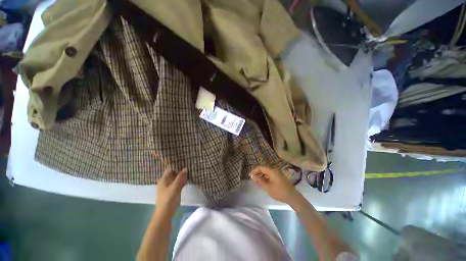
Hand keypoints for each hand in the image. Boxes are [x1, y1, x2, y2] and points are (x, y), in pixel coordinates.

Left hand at [155, 167, 186, 217]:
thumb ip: (180, 177)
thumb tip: (185, 168)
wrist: (165, 214)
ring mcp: (169, 187)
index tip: (183, 160)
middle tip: (189, 164)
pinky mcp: (172, 192)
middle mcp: (165, 182)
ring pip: (176, 178)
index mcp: (164, 179)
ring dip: (181, 175)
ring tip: (189, 170)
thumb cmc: (168, 199)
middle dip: (180, 169)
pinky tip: (187, 180)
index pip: (170, 168)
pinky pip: (177, 184)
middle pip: (173, 173)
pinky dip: (181, 181)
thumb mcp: (175, 187)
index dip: (176, 164)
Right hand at [250, 166, 299, 204]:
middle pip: (264, 169)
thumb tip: (253, 176)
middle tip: (253, 180)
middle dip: (258, 174)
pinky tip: (264, 183)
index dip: (255, 171)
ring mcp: (277, 173)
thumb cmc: (279, 192)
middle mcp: (274, 170)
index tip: (250, 176)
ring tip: (258, 183)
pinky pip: (270, 175)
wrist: (293, 197)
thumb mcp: (268, 187)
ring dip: (262, 176)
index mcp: (272, 171)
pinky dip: (266, 178)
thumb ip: (259, 180)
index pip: (261, 167)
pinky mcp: (279, 177)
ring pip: (267, 173)